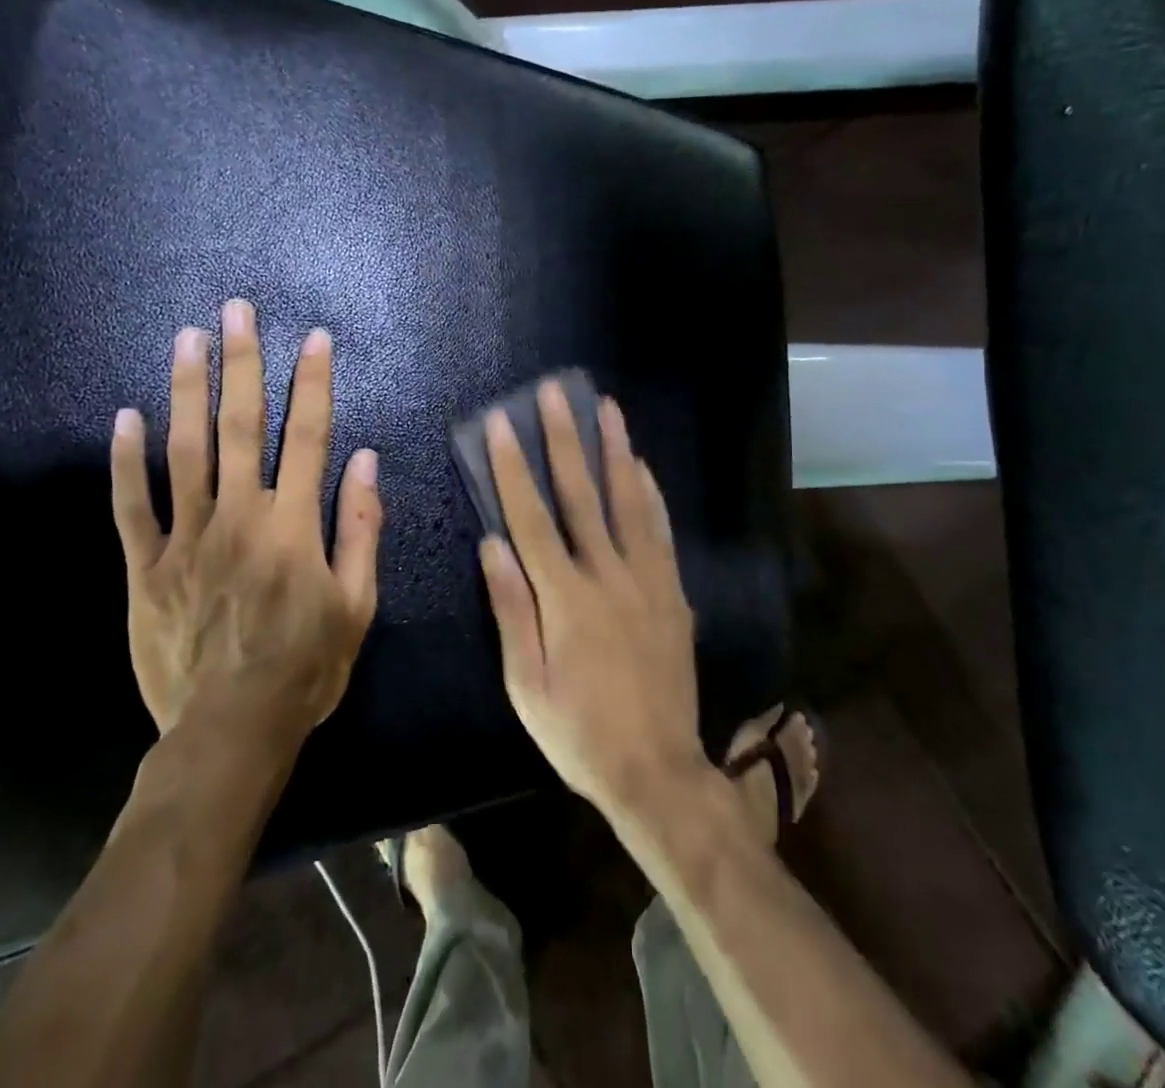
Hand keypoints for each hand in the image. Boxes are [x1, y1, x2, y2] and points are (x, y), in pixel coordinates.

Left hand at [110, 299, 383, 738]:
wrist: (230, 732)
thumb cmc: (306, 668)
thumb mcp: (357, 605)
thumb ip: (360, 528)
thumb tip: (364, 462)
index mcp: (293, 526)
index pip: (308, 437)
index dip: (313, 384)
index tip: (315, 339)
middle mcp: (239, 517)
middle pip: (240, 426)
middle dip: (243, 363)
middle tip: (237, 310)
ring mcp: (186, 538)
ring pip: (184, 451)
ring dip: (187, 390)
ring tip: (188, 338)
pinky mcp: (146, 567)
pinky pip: (132, 506)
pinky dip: (127, 460)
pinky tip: (127, 416)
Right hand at [478, 380, 709, 820]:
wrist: (657, 770)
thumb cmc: (578, 732)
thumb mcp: (526, 685)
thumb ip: (511, 609)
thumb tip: (491, 543)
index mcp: (564, 597)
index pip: (531, 516)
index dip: (513, 466)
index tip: (502, 423)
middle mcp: (608, 575)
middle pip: (581, 494)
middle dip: (565, 439)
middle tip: (556, 394)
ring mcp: (647, 580)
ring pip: (628, 500)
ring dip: (615, 450)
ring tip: (607, 408)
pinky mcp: (673, 592)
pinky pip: (660, 530)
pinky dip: (650, 493)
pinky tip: (643, 466)